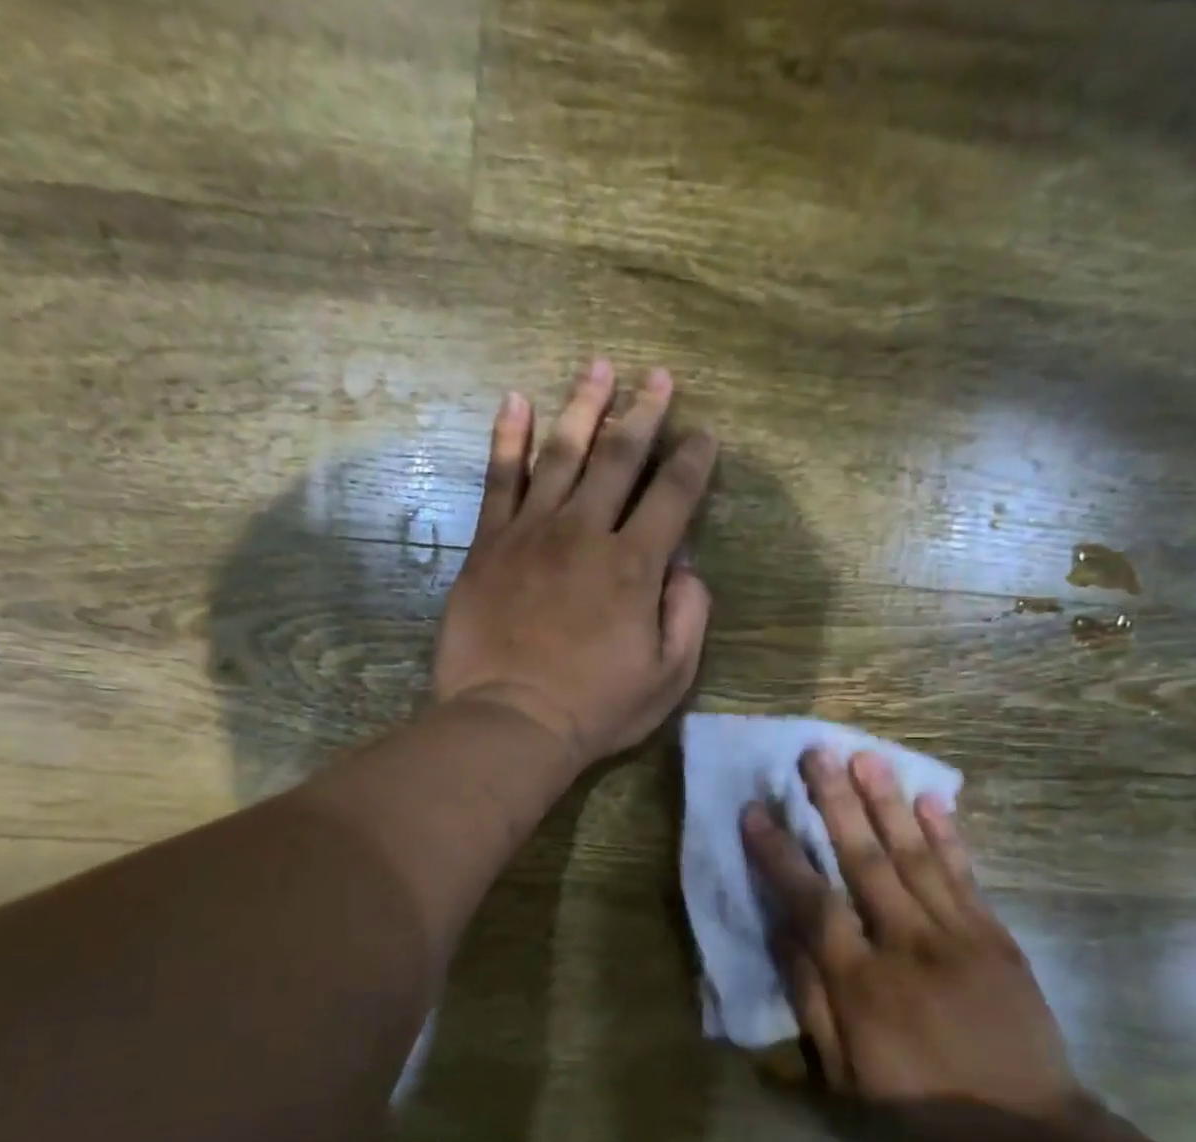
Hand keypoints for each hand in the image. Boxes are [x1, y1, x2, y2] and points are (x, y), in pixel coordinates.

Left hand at [431, 359, 716, 766]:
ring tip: (599, 367)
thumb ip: (688, 617)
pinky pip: (499, 479)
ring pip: (562, 453)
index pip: (674, 496)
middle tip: (659, 377)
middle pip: (620, 457)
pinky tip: (514, 401)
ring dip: (584, 406)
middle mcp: (586, 532)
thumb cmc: (595, 707)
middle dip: (645, 413)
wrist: (510, 720)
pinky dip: (507, 437)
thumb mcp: (668, 677)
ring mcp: (533, 532)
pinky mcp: (490, 544)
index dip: (694, 461)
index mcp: (636, 565)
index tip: (705, 435)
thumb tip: (686, 569)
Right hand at [742, 748, 1078, 1118]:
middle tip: (816, 753)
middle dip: (836, 803)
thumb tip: (783, 934)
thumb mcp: (843, 1076)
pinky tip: (931, 799)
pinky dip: (947, 833)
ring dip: (887, 803)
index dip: (780, 855)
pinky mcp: (994, 935)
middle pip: (865, 860)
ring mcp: (957, 934)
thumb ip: (809, 1001)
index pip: (812, 903)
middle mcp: (907, 944)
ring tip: (865, 757)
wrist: (1027, 1131)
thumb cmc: (918, 1105)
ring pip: (915, 855)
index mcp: (862, 983)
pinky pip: (965, 874)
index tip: (755, 812)